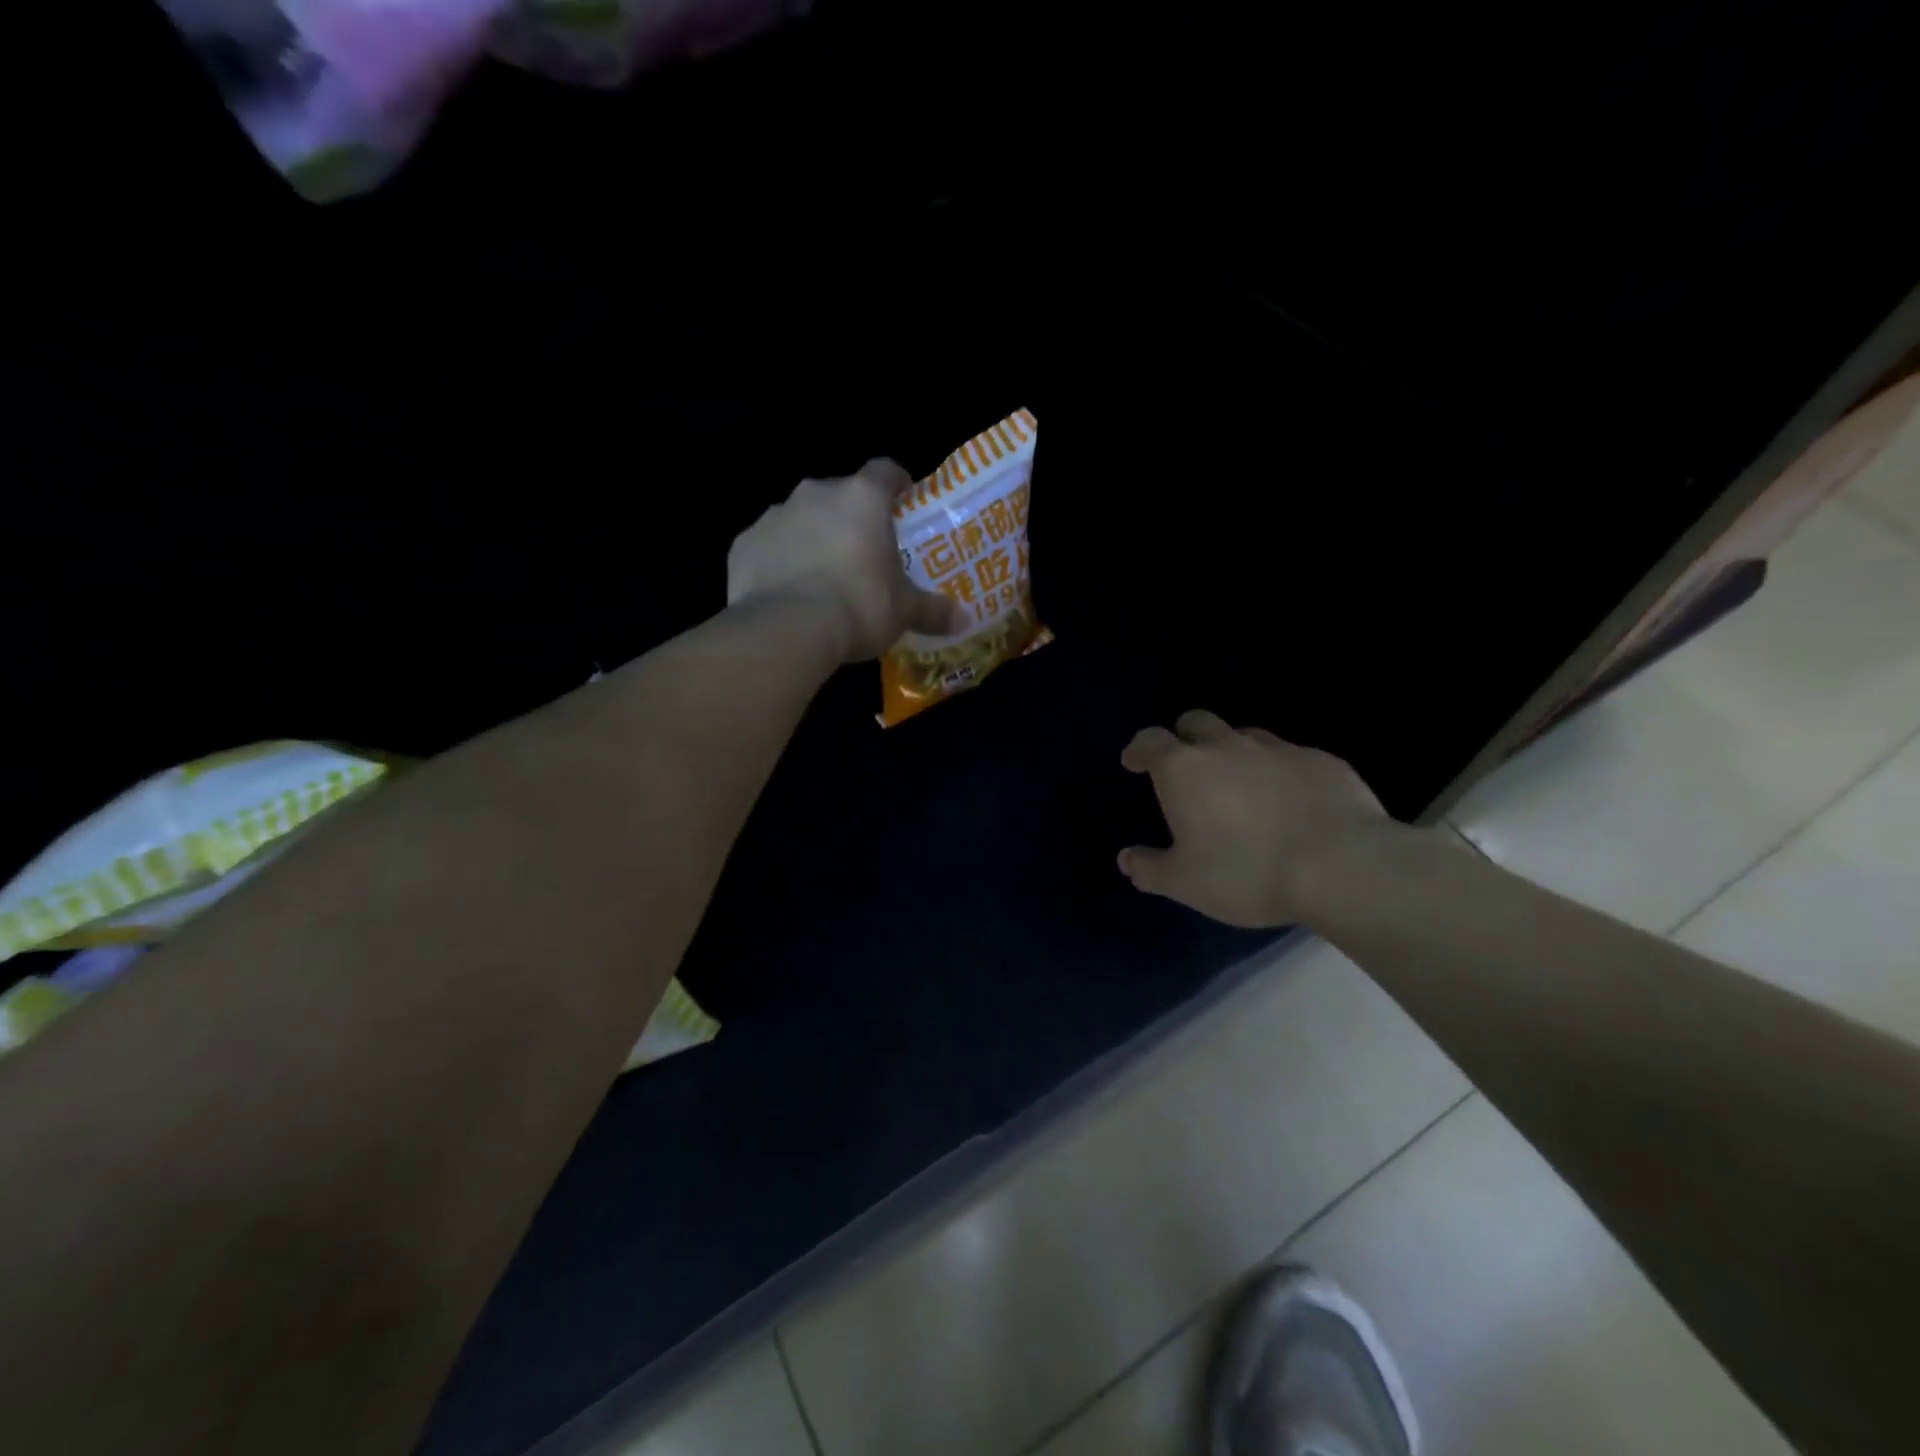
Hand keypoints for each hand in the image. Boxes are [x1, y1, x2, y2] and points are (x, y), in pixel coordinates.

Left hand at [727, 459, 966, 661]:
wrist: (787, 629)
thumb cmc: (859, 606)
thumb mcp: (904, 612)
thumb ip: (933, 610)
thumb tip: (963, 620)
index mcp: (862, 498)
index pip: (885, 470)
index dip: (896, 483)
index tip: (903, 500)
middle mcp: (816, 494)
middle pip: (839, 495)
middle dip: (851, 518)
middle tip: (863, 552)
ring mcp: (775, 515)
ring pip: (800, 518)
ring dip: (812, 537)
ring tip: (822, 576)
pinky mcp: (744, 543)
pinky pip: (768, 546)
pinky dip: (778, 560)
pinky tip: (786, 591)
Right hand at [1118, 710, 1398, 926]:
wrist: (1341, 865)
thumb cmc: (1246, 872)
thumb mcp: (1185, 884)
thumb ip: (1150, 869)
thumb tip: (1127, 859)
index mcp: (1184, 770)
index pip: (1150, 740)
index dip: (1139, 749)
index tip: (1135, 763)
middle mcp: (1226, 747)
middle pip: (1196, 722)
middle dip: (1184, 737)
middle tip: (1186, 768)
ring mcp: (1278, 749)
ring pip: (1245, 736)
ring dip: (1234, 752)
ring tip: (1240, 786)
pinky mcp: (1322, 761)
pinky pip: (1290, 757)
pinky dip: (1279, 771)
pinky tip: (1291, 801)